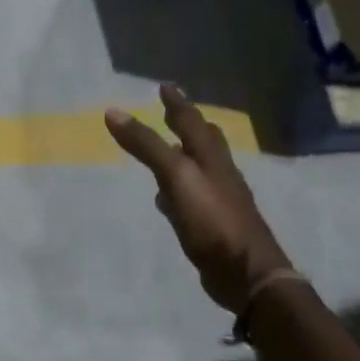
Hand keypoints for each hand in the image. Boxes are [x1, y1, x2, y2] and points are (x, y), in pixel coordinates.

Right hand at [106, 84, 291, 313]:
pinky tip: (167, 197)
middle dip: (188, 125)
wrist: (246, 273)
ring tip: (168, 148)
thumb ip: (147, 145)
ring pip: (200, 168)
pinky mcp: (213, 223)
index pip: (192, 121)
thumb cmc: (212, 219)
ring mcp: (219, 199)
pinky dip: (179, 187)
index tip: (165, 87)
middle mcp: (218, 173)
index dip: (177, 103)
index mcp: (211, 157)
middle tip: (171, 113)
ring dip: (184, 154)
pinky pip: (193, 195)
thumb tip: (113, 112)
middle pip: (205, 141)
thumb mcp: (176, 176)